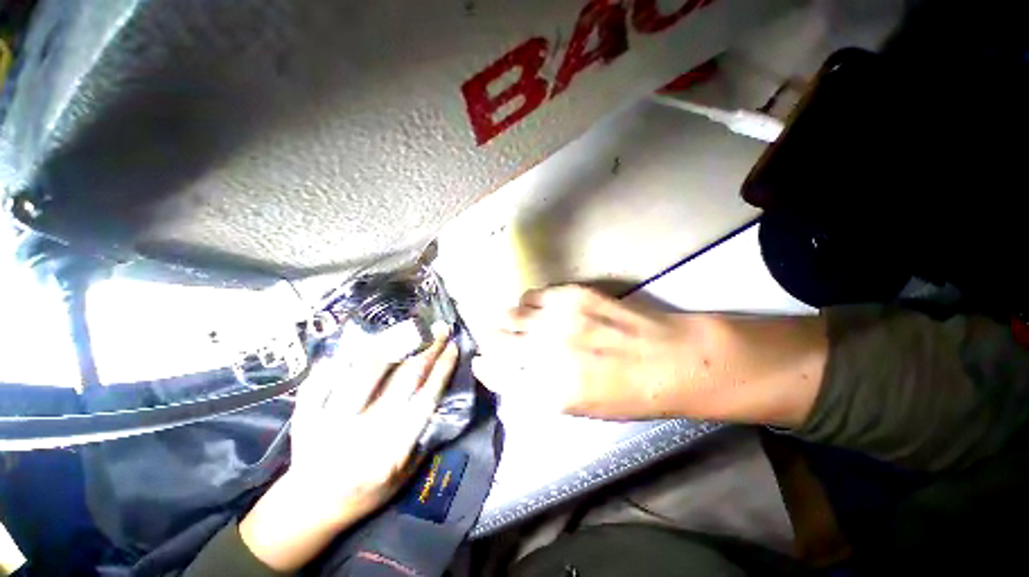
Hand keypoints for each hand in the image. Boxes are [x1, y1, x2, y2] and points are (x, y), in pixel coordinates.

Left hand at [240, 336, 458, 571]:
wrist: (309, 509)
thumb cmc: (365, 494)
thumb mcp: (404, 477)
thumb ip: (423, 440)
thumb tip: (439, 397)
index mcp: (391, 452)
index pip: (425, 400)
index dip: (442, 369)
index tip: (453, 347)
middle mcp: (364, 433)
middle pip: (403, 379)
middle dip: (427, 349)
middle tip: (439, 329)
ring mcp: (332, 423)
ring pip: (366, 371)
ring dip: (393, 343)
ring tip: (410, 325)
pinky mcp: (307, 416)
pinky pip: (324, 378)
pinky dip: (343, 357)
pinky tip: (361, 341)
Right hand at [474, 285, 827, 426]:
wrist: (672, 359)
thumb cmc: (627, 393)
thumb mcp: (578, 406)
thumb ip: (537, 388)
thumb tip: (508, 368)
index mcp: (548, 390)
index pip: (496, 372)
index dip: (484, 365)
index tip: (482, 360)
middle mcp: (547, 351)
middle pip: (496, 337)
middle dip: (490, 337)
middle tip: (496, 337)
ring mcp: (559, 318)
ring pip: (510, 312)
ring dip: (508, 319)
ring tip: (518, 322)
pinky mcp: (572, 294)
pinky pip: (533, 294)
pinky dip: (529, 302)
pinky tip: (539, 308)